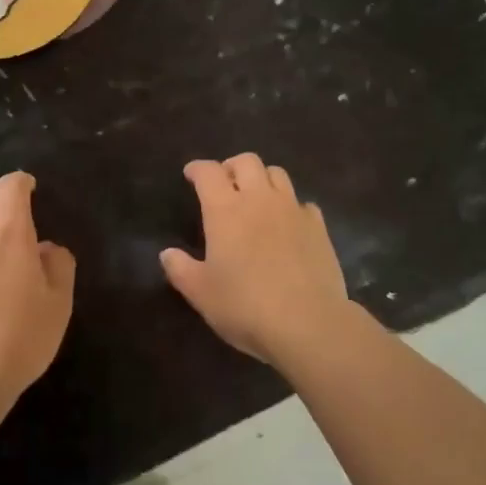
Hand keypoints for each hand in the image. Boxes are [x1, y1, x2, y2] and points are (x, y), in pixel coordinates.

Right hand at [160, 154, 349, 363]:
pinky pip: (302, 202)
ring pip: (277, 173)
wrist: (308, 323)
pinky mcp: (318, 227)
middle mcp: (259, 199)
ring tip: (255, 199)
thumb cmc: (245, 306)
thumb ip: (180, 269)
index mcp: (225, 210)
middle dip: (231, 167)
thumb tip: (167, 254)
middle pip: (246, 161)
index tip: (191, 174)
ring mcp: (293, 210)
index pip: (208, 172)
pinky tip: (286, 224)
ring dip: (262, 178)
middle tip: (224, 185)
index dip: (197, 169)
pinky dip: (290, 205)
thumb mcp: (200, 293)